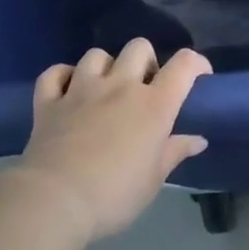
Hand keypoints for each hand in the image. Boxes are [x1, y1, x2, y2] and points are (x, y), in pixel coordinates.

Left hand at [15, 40, 210, 242]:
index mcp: (153, 105)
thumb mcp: (153, 180)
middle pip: (139, 47)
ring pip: (97, 55)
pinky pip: (55, 72)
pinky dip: (63, 77)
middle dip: (146, 61)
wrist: (54, 202)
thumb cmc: (114, 195)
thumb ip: (175, 153)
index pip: (184, 65)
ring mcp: (81, 89)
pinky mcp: (49, 101)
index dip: (196, 63)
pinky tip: (67, 90)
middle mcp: (120, 86)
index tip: (199, 77)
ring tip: (105, 88)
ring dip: (105, 67)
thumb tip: (198, 140)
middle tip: (144, 87)